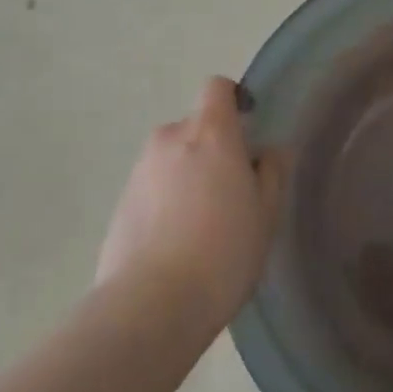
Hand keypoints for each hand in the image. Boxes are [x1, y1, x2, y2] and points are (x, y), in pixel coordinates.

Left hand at [97, 77, 284, 333]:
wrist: (152, 303)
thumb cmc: (224, 252)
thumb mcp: (266, 214)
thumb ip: (272, 172)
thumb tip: (268, 151)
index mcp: (210, 133)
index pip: (217, 88)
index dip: (233, 100)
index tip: (248, 130)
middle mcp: (170, 139)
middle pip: (196, 126)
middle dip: (213, 147)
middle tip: (232, 191)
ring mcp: (140, 169)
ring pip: (173, 157)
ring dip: (189, 174)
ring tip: (203, 223)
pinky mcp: (120, 201)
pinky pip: (153, 185)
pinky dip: (166, 199)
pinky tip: (177, 241)